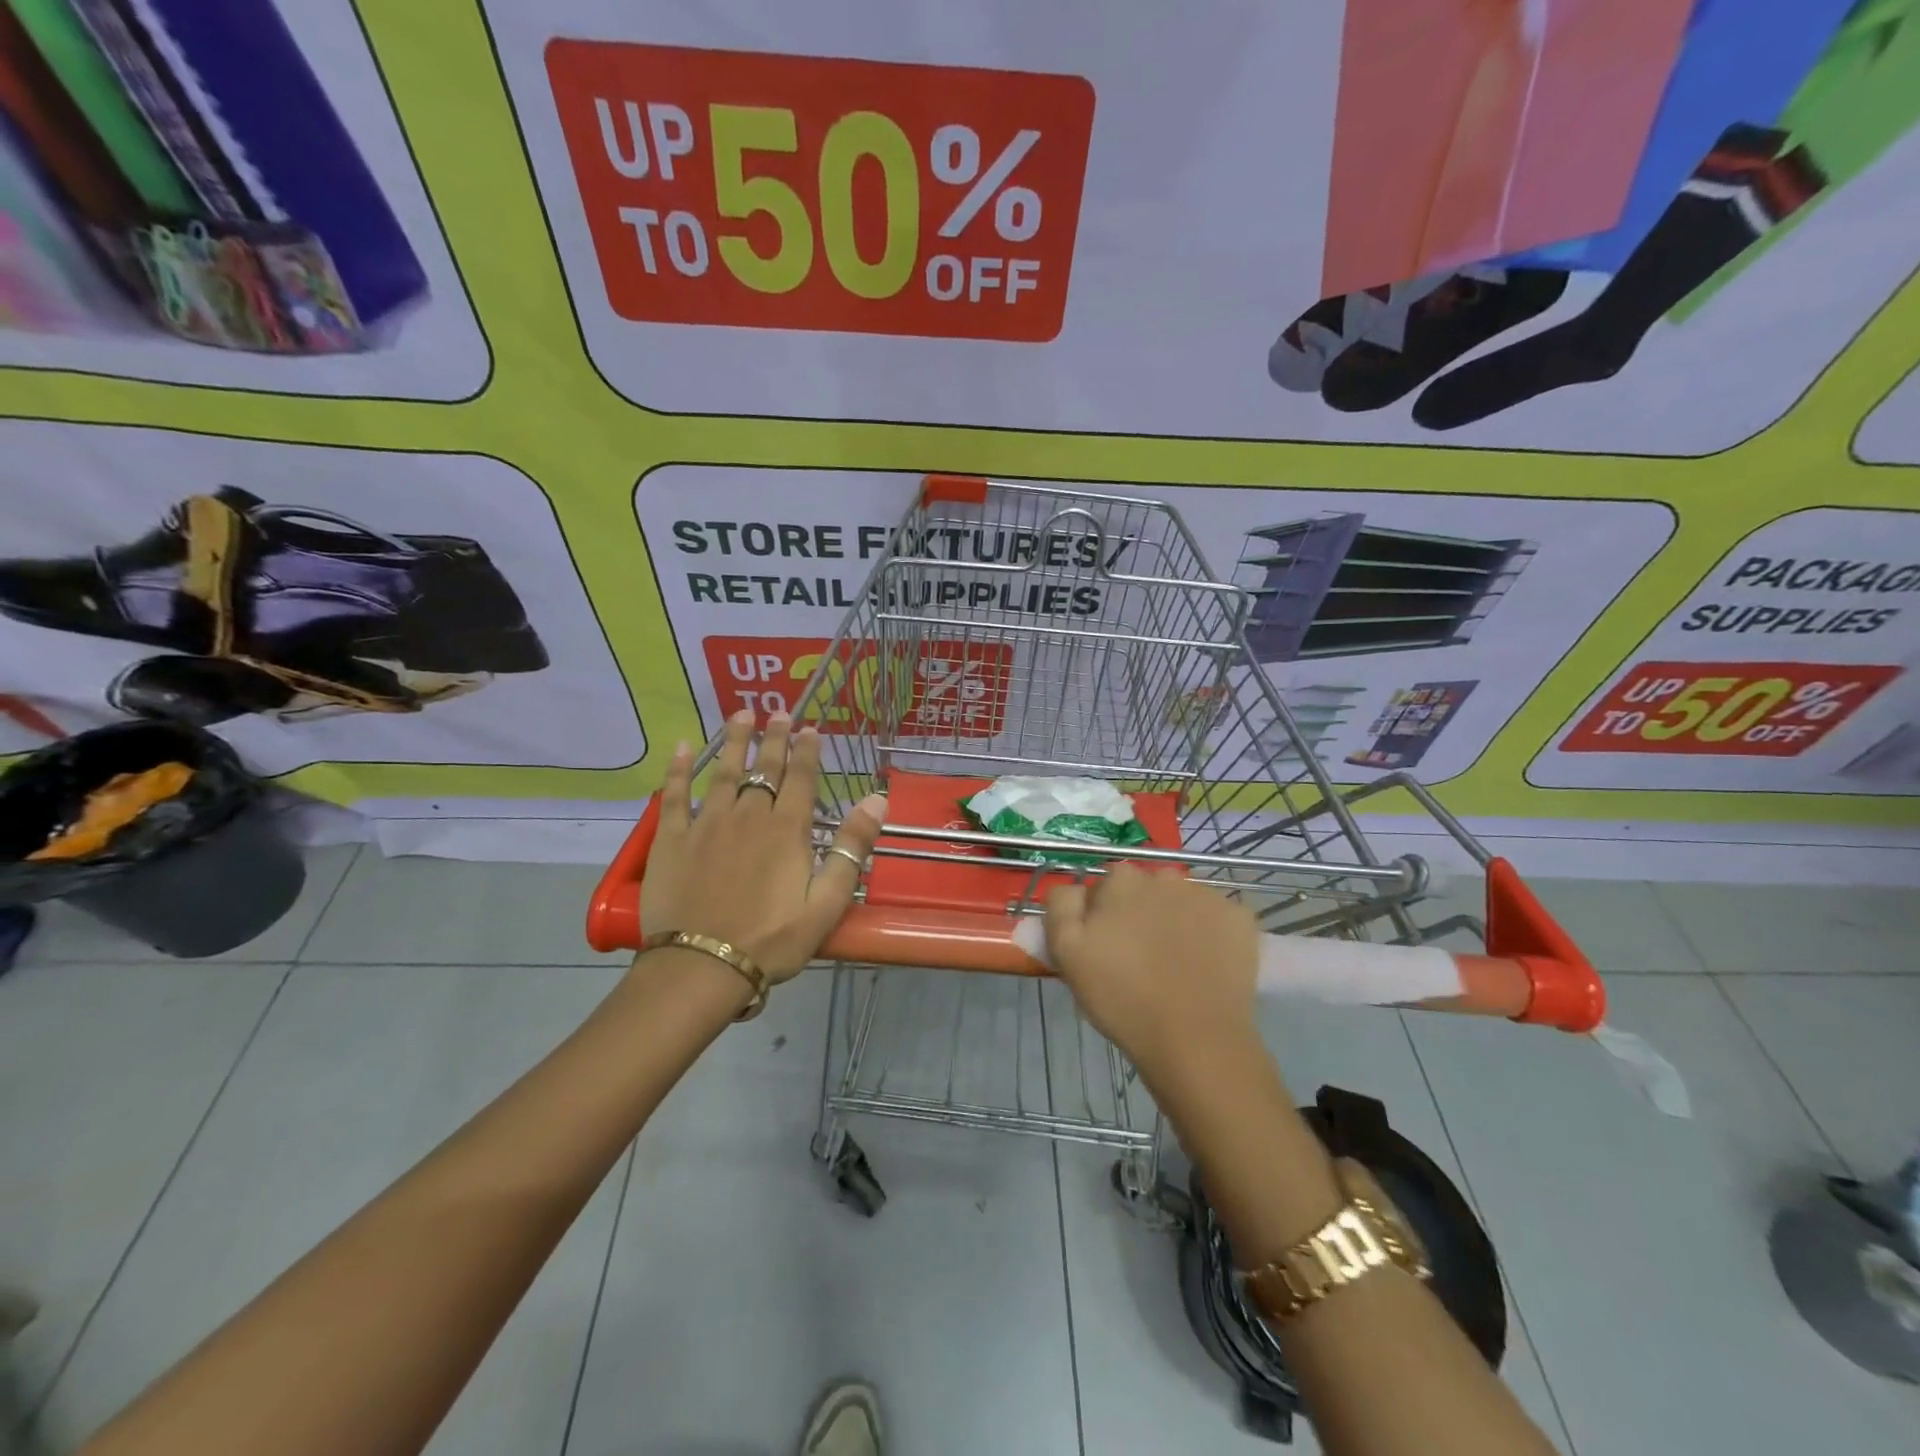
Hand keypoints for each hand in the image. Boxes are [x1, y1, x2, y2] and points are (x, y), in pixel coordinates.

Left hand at [640, 710, 885, 981]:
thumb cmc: (772, 939)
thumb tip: (877, 799)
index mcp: (787, 830)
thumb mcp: (827, 902)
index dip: (807, 751)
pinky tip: (683, 747)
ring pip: (724, 772)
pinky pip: (674, 795)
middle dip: (774, 738)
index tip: (810, 728)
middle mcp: (749, 815)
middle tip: (779, 711)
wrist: (703, 965)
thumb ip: (852, 848)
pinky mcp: (672, 839)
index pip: (801, 778)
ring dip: (735, 741)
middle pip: (764, 768)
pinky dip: (678, 769)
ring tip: (741, 714)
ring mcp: (707, 824)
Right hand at [1044, 865, 1260, 1085]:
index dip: (1101, 915)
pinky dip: (1211, 935)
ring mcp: (1207, 895)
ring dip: (1175, 920)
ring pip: (1182, 902)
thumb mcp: (1066, 953)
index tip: (1105, 947)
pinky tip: (1206, 966)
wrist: (1195, 1039)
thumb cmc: (1122, 998)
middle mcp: (1165, 876)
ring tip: (1175, 964)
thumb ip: (1061, 906)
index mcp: (1122, 880)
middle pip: (1145, 889)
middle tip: (1139, 957)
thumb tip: (1076, 888)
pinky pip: (1217, 918)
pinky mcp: (1240, 919)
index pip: (1105, 886)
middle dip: (1140, 912)